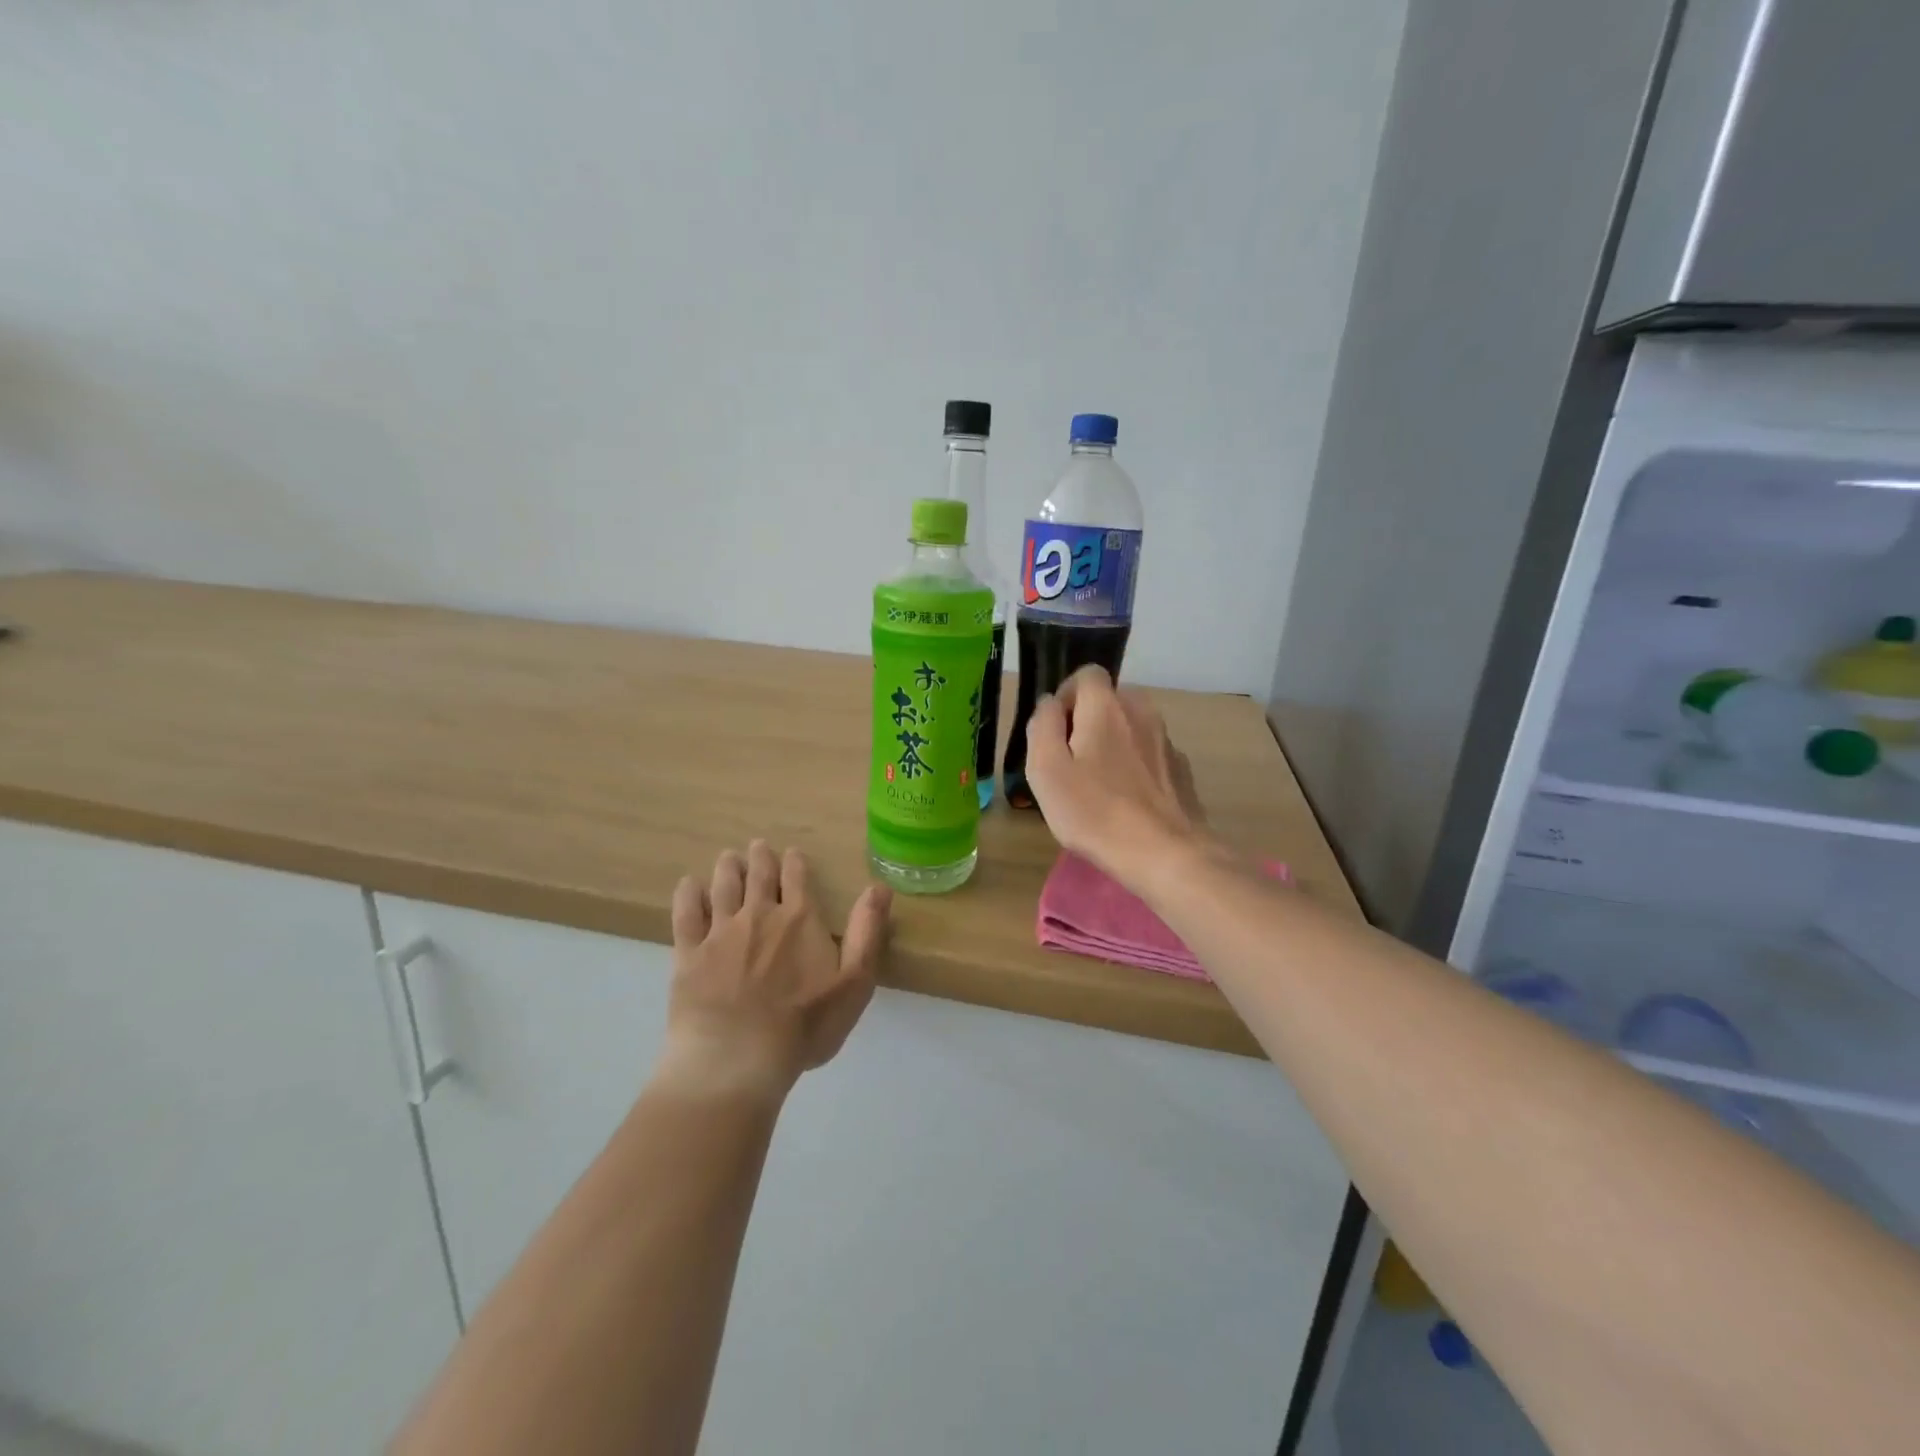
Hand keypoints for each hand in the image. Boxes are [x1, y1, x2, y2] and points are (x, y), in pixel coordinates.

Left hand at [659, 841, 891, 1102]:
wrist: (736, 1059)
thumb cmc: (803, 1026)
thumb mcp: (853, 983)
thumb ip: (867, 932)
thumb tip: (879, 887)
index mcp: (799, 919)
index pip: (796, 878)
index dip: (794, 863)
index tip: (791, 853)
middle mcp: (759, 915)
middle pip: (758, 876)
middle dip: (759, 858)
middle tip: (757, 845)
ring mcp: (720, 933)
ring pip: (723, 887)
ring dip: (727, 868)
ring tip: (728, 857)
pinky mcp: (688, 954)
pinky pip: (686, 915)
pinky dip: (688, 895)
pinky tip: (688, 885)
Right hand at [1025, 666, 1217, 890]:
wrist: (1164, 853)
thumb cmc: (1094, 811)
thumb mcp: (1046, 769)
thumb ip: (1042, 725)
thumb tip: (1050, 704)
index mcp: (1107, 706)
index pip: (1087, 674)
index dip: (1066, 696)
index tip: (1055, 732)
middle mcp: (1142, 712)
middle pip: (1111, 700)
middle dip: (1089, 720)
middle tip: (1072, 761)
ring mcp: (1167, 741)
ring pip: (1132, 728)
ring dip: (1114, 744)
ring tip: (1099, 785)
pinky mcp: (1182, 771)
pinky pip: (1150, 755)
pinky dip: (1137, 767)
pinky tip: (1128, 802)